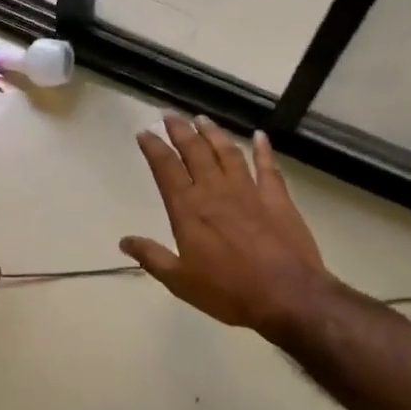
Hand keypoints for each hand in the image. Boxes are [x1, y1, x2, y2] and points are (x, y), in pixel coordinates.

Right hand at [121, 115, 325, 334]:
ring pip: (227, 153)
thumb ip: (152, 257)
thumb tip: (124, 241)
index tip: (144, 132)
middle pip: (195, 152)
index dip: (153, 148)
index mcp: (188, 210)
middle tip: (170, 114)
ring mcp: (249, 191)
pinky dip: (263, 150)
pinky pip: (268, 167)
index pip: (166, 169)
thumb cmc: (228, 291)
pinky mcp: (277, 198)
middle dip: (180, 131)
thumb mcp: (180, 281)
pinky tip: (259, 136)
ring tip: (202, 118)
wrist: (286, 295)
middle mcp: (215, 192)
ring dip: (213, 133)